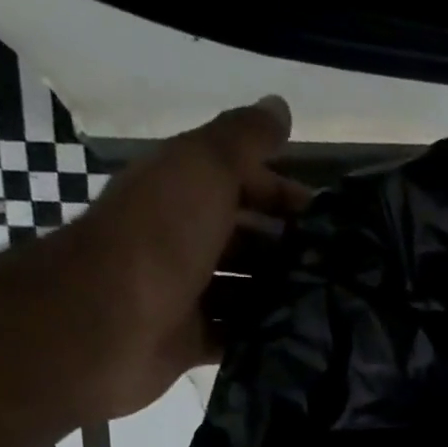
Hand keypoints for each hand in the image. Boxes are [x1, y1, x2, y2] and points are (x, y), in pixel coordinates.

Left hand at [19, 95, 310, 426]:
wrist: (108, 319)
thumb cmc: (160, 235)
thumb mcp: (205, 168)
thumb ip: (244, 139)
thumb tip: (279, 105)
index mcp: (183, 191)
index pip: (241, 183)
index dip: (283, 194)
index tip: (330, 221)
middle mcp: (183, 238)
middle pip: (247, 240)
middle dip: (289, 252)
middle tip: (339, 272)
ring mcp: (186, 293)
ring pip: (244, 290)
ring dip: (280, 296)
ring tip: (330, 309)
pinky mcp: (190, 340)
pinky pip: (236, 335)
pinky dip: (263, 337)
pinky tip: (302, 341)